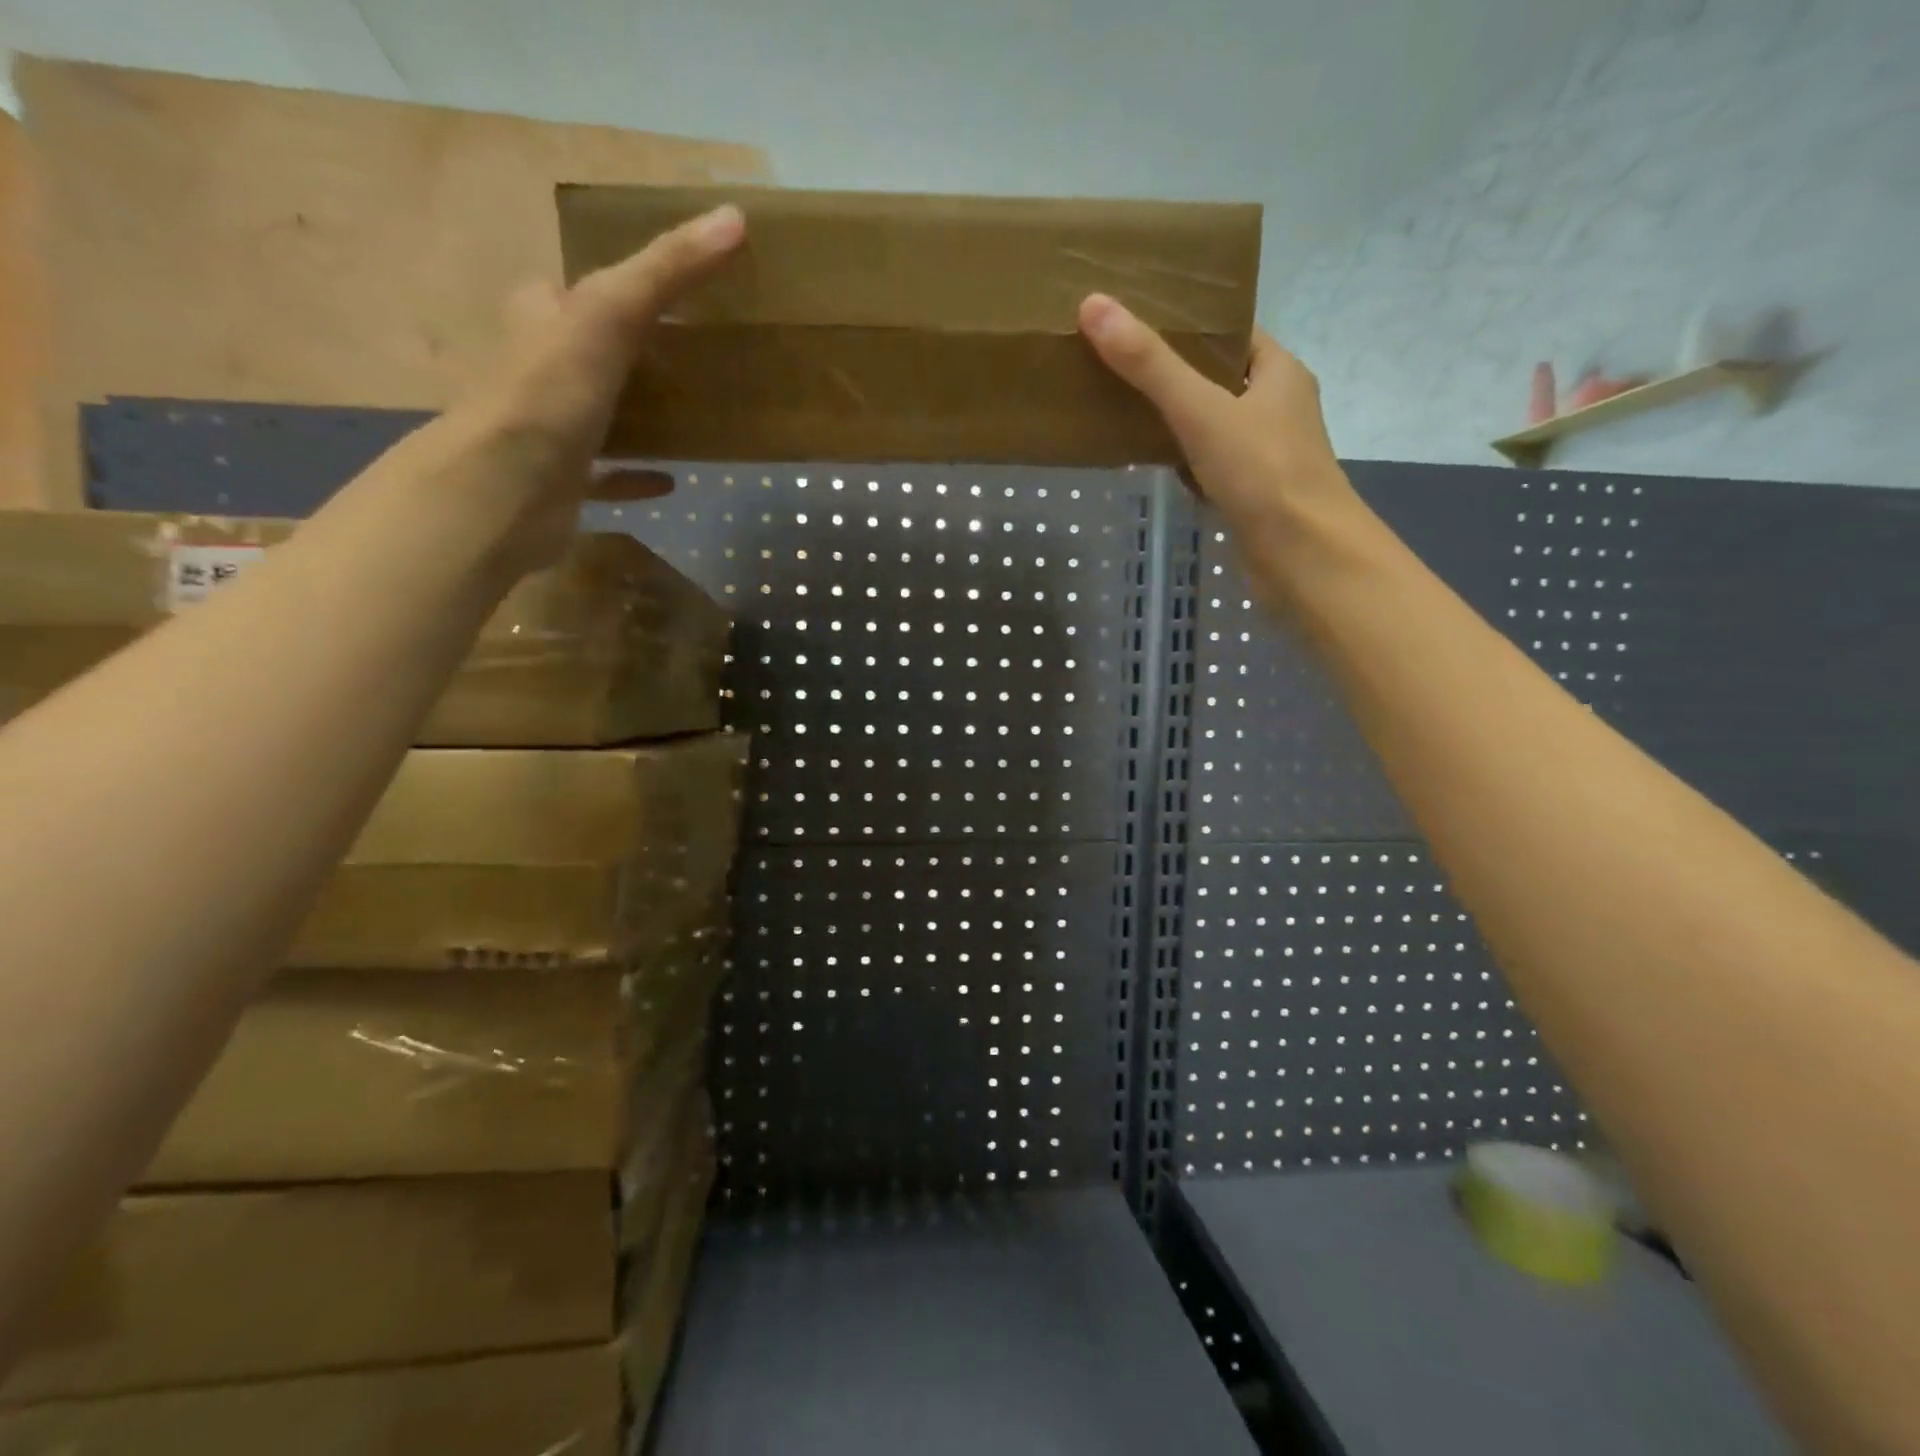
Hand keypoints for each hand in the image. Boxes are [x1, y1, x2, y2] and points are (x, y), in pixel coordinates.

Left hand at [396, 203, 746, 576]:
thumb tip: (735, 217)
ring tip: (690, 416)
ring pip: (600, 414)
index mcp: (541, 319)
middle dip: (634, 353)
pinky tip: (672, 481)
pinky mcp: (564, 483)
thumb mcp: (611, 313)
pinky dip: (637, 476)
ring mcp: (549, 430)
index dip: (615, 286)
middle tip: (691, 359)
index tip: (669, 295)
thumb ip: (667, 269)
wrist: (504, 489)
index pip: (574, 289)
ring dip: (638, 414)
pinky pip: (608, 476)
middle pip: (591, 352)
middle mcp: (539, 370)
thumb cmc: (550, 392)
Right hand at [1078, 293, 1364, 555]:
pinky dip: (1184, 464)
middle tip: (1118, 366)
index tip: (1139, 321)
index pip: (1232, 332)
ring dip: (1176, 422)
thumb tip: (1093, 304)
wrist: (1304, 557)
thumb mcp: (1201, 411)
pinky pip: (1210, 467)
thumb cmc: (1262, 473)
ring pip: (1213, 426)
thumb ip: (1149, 365)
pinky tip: (1153, 466)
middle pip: (1218, 379)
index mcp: (1280, 372)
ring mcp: (1266, 455)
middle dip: (1173, 375)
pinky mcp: (1252, 495)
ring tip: (1122, 409)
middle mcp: (1278, 407)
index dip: (1190, 324)